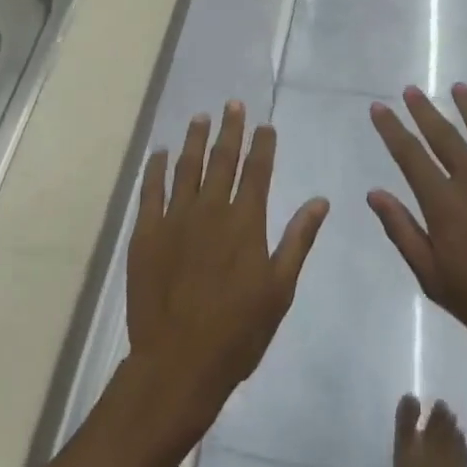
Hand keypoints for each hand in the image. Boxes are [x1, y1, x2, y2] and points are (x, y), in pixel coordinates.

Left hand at [123, 102, 328, 440]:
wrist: (178, 363)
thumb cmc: (238, 331)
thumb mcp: (279, 289)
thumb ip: (298, 239)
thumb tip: (320, 201)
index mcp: (245, 222)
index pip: (257, 171)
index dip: (262, 145)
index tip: (264, 124)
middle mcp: (210, 209)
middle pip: (222, 159)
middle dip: (229, 129)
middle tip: (232, 104)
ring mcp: (175, 218)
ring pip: (186, 167)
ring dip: (194, 140)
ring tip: (200, 117)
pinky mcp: (147, 233)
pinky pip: (151, 190)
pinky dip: (155, 168)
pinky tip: (160, 153)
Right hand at [368, 85, 466, 377]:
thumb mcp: (435, 279)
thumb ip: (403, 232)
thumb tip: (374, 193)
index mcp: (444, 204)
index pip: (410, 156)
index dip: (392, 129)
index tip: (379, 108)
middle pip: (444, 136)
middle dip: (424, 111)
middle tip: (411, 89)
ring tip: (458, 87)